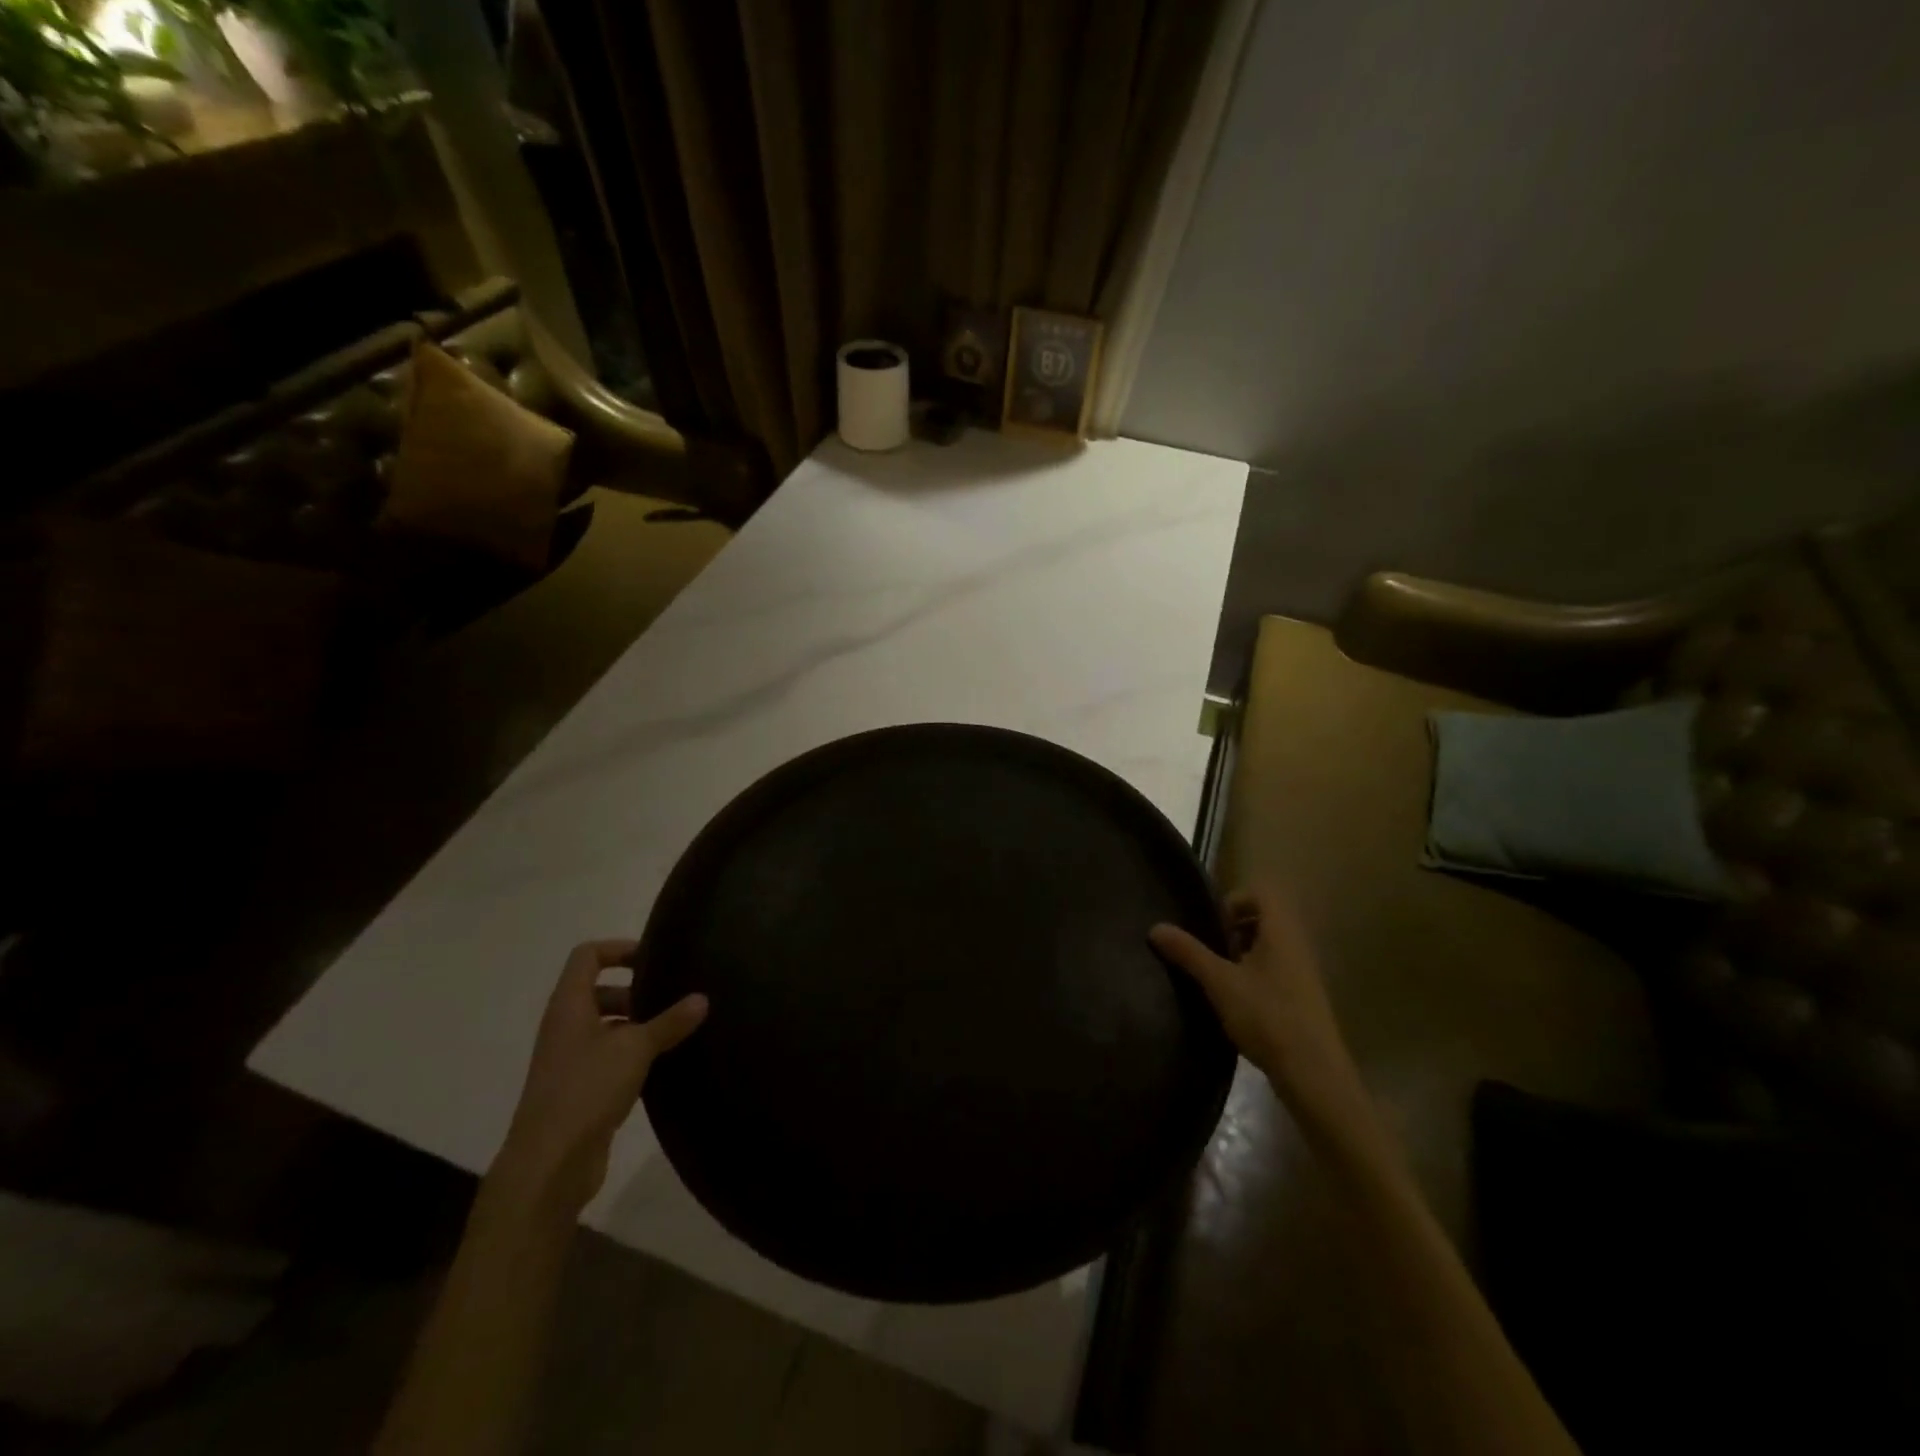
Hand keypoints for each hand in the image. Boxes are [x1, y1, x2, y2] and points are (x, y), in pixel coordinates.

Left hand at [491, 940, 707, 1212]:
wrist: (548, 1164)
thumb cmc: (586, 1090)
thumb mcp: (635, 1049)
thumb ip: (670, 1021)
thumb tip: (702, 998)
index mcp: (569, 1006)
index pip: (588, 956)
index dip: (619, 949)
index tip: (654, 959)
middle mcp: (564, 1026)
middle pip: (598, 990)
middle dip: (635, 990)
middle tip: (671, 998)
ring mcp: (568, 1059)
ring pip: (605, 1025)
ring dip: (636, 1024)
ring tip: (674, 1030)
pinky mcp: (577, 1089)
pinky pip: (607, 1056)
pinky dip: (632, 1053)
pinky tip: (661, 1063)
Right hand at [1150, 888, 1370, 1131]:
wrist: (1314, 1075)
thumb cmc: (1267, 1017)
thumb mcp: (1219, 982)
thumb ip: (1188, 952)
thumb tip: (1155, 927)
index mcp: (1281, 932)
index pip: (1262, 893)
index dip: (1235, 900)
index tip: (1212, 925)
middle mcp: (1297, 946)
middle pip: (1265, 919)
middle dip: (1234, 929)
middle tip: (1211, 950)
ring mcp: (1303, 974)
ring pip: (1269, 947)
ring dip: (1242, 954)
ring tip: (1219, 977)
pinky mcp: (1303, 999)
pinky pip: (1276, 970)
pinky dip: (1254, 975)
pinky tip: (1236, 1003)